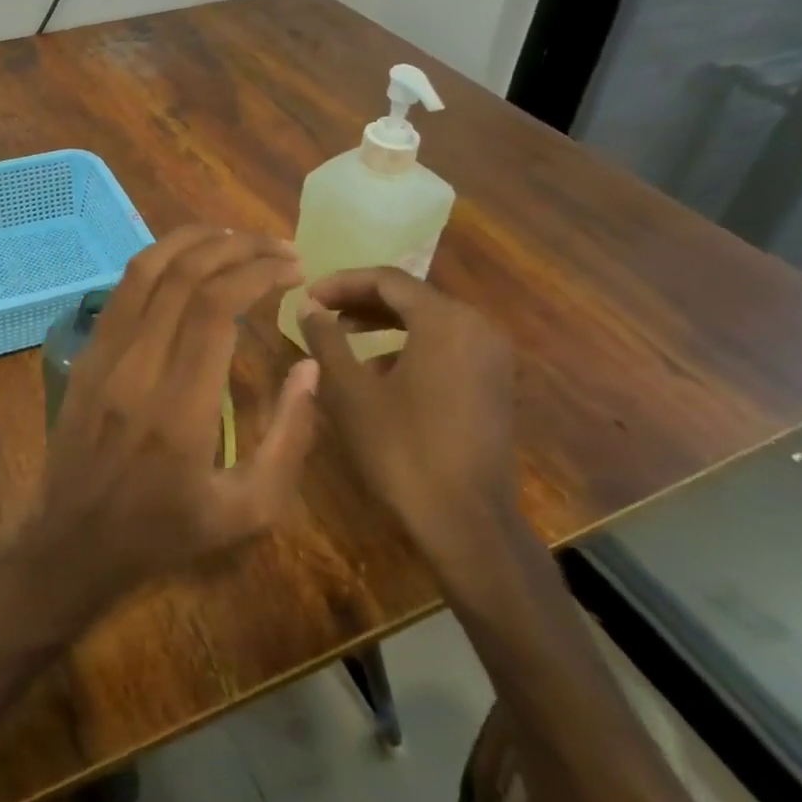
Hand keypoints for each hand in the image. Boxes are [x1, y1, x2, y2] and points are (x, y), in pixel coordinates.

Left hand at [27, 227, 320, 611]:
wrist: (74, 540)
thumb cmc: (166, 530)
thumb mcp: (248, 510)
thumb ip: (290, 439)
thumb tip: (310, 366)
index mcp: (181, 406)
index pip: (216, 307)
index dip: (258, 272)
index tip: (293, 267)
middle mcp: (138, 366)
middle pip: (184, 275)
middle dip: (237, 247)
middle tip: (278, 246)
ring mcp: (105, 353)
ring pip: (146, 268)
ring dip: (194, 240)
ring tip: (237, 236)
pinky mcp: (88, 351)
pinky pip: (123, 288)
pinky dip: (161, 259)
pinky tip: (189, 260)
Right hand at [297, 267, 516, 562]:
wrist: (467, 522)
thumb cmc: (402, 449)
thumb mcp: (350, 391)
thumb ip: (326, 339)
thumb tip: (308, 306)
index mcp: (444, 320)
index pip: (386, 279)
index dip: (341, 282)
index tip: (307, 296)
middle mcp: (476, 326)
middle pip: (410, 296)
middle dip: (361, 300)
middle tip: (321, 312)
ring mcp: (491, 356)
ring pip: (428, 320)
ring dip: (383, 322)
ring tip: (342, 336)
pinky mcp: (493, 382)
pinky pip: (445, 344)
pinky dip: (408, 344)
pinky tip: (377, 370)